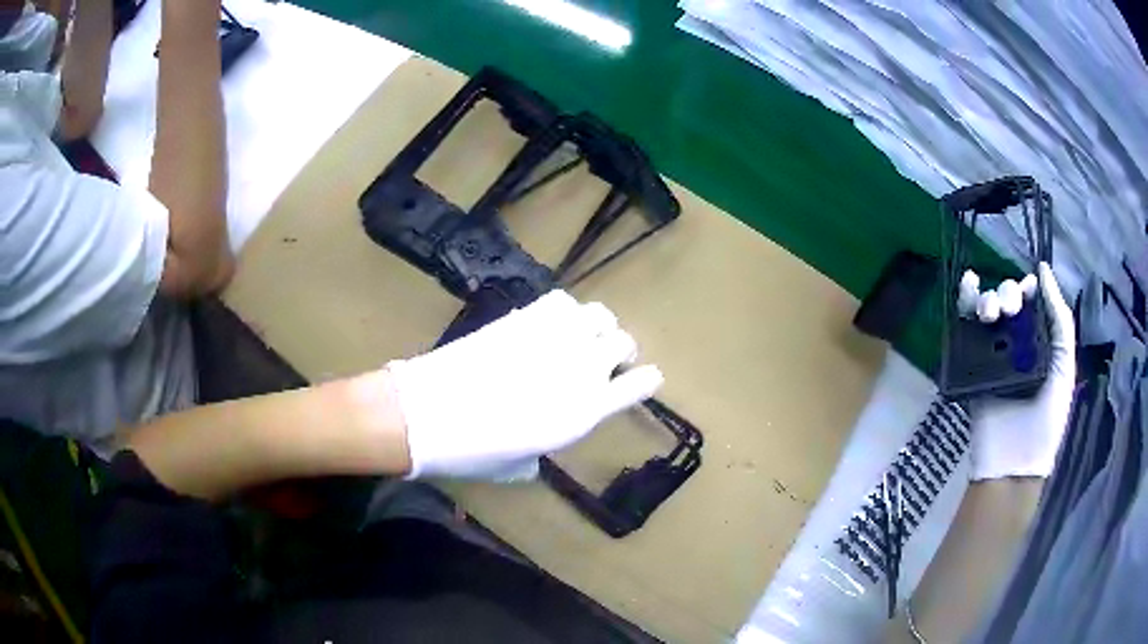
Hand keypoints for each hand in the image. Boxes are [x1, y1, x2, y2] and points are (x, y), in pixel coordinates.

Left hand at [386, 291, 663, 479]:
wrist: (427, 414)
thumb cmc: (473, 453)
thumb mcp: (516, 467)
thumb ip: (539, 455)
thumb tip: (535, 451)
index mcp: (585, 411)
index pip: (640, 385)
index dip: (646, 381)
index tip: (643, 380)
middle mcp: (581, 369)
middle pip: (624, 343)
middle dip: (620, 352)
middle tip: (603, 360)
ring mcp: (554, 337)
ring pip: (600, 315)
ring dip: (597, 327)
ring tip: (581, 337)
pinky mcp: (525, 316)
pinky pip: (563, 300)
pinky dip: (566, 310)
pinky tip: (552, 323)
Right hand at [969, 263, 1075, 479]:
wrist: (1014, 464)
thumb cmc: (1048, 420)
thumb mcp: (1065, 367)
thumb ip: (1060, 320)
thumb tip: (1044, 270)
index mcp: (1040, 342)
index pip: (1032, 302)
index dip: (1029, 288)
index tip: (1028, 289)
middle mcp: (1017, 343)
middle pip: (1009, 302)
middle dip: (1008, 294)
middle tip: (1010, 310)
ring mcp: (993, 355)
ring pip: (987, 311)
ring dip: (988, 299)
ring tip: (991, 312)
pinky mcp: (972, 366)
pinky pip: (966, 332)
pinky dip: (964, 305)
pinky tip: (966, 286)